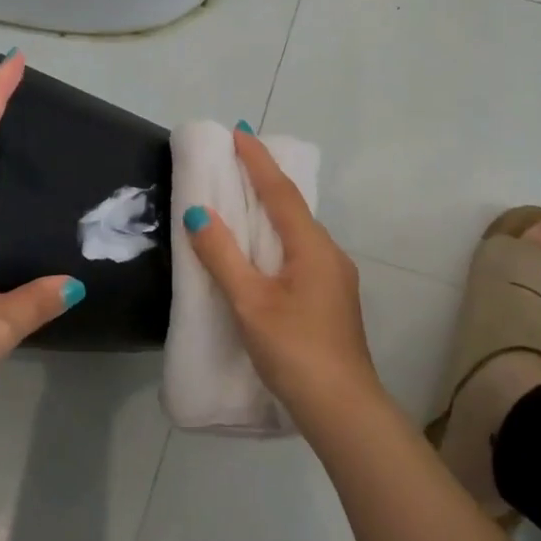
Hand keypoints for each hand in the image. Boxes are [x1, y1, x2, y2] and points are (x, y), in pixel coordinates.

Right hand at [183, 130, 380, 420]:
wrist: (342, 409)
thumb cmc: (295, 350)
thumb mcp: (250, 302)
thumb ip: (223, 256)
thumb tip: (198, 212)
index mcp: (311, 247)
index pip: (280, 191)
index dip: (258, 160)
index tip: (239, 131)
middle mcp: (329, 253)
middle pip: (292, 207)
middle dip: (265, 180)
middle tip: (236, 159)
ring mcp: (334, 278)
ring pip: (297, 232)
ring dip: (272, 211)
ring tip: (243, 199)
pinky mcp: (331, 299)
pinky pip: (300, 253)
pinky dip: (277, 238)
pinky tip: (263, 251)